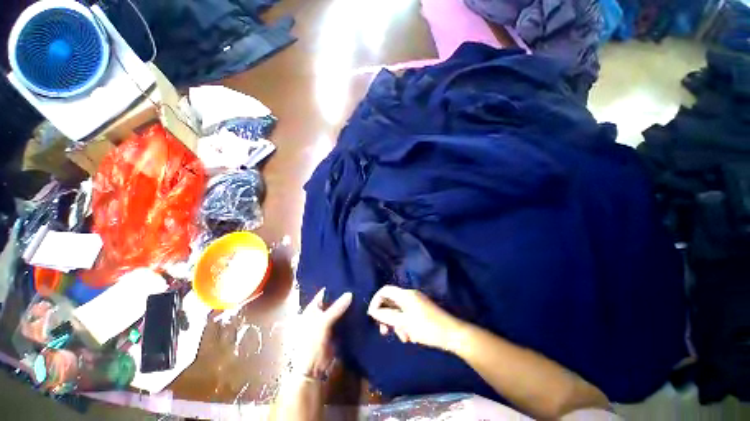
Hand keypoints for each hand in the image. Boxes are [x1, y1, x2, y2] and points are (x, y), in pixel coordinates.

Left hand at [291, 288, 352, 378]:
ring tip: (360, 294)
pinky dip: (349, 316)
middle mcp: (319, 315)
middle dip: (343, 296)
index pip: (323, 294)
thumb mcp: (322, 323)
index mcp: (311, 310)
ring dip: (347, 306)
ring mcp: (327, 324)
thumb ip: (336, 308)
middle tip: (357, 286)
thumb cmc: (310, 344)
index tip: (347, 280)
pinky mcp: (335, 332)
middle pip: (332, 302)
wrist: (312, 370)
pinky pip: (343, 321)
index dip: (334, 288)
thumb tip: (350, 293)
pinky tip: (359, 309)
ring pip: (339, 311)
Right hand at [367, 285, 463, 351]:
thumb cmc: (427, 327)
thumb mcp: (404, 323)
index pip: (385, 290)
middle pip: (391, 302)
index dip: (376, 301)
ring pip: (399, 311)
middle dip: (386, 317)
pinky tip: (410, 338)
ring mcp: (416, 303)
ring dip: (396, 324)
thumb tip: (373, 311)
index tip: (372, 316)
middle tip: (384, 331)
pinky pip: (407, 315)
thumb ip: (387, 316)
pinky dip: (405, 325)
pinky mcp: (421, 311)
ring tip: (403, 338)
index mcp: (405, 294)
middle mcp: (410, 296)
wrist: (452, 334)